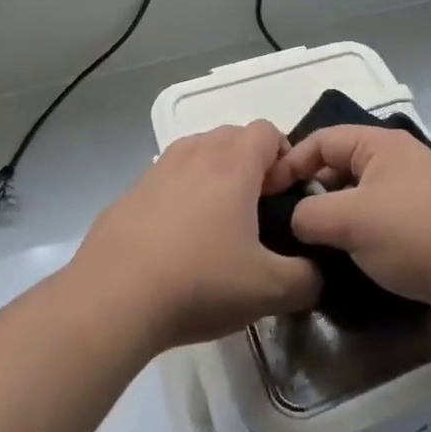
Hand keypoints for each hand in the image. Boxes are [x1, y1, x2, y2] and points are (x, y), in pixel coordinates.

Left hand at [73, 121, 320, 353]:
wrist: (111, 300)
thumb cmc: (199, 282)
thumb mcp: (268, 290)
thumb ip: (307, 279)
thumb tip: (318, 275)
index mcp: (233, 162)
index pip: (269, 131)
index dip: (284, 160)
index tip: (283, 199)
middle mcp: (196, 152)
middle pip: (233, 138)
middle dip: (251, 166)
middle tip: (255, 214)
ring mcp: (158, 169)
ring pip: (198, 155)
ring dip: (214, 178)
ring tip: (216, 228)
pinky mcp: (130, 193)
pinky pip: (167, 181)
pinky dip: (180, 198)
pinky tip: (175, 246)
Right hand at [265, 125, 430, 326]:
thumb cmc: (411, 233)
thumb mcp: (350, 221)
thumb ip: (310, 215)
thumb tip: (296, 219)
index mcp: (379, 144)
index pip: (322, 139)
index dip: (291, 161)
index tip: (268, 192)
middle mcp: (397, 156)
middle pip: (341, 164)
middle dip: (313, 189)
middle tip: (288, 221)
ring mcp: (414, 186)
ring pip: (359, 191)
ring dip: (336, 212)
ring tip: (314, 241)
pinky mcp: (425, 216)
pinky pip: (379, 212)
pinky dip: (360, 226)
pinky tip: (349, 253)